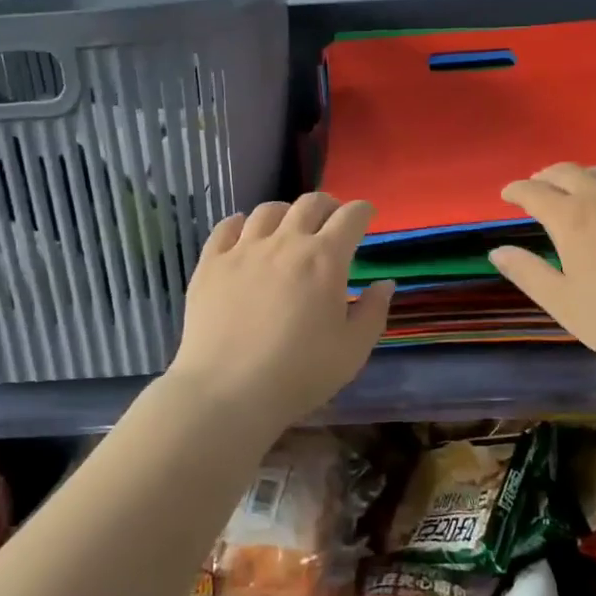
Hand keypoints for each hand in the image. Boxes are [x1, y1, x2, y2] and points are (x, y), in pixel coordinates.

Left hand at [167, 193, 393, 432]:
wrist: (227, 392)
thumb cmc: (299, 374)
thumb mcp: (353, 350)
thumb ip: (373, 311)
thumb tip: (384, 284)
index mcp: (325, 259)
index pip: (351, 217)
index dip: (363, 211)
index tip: (367, 216)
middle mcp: (285, 242)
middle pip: (310, 204)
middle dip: (328, 205)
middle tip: (332, 219)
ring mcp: (243, 250)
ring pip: (268, 210)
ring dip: (287, 212)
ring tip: (289, 227)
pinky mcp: (211, 264)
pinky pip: (227, 227)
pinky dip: (241, 223)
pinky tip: (245, 233)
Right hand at [488, 163, 595, 376]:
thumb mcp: (564, 303)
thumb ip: (528, 273)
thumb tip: (497, 251)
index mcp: (572, 218)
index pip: (534, 193)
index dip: (516, 190)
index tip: (507, 194)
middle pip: (568, 172)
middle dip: (547, 176)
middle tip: (538, 186)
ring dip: (583, 176)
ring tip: (578, 187)